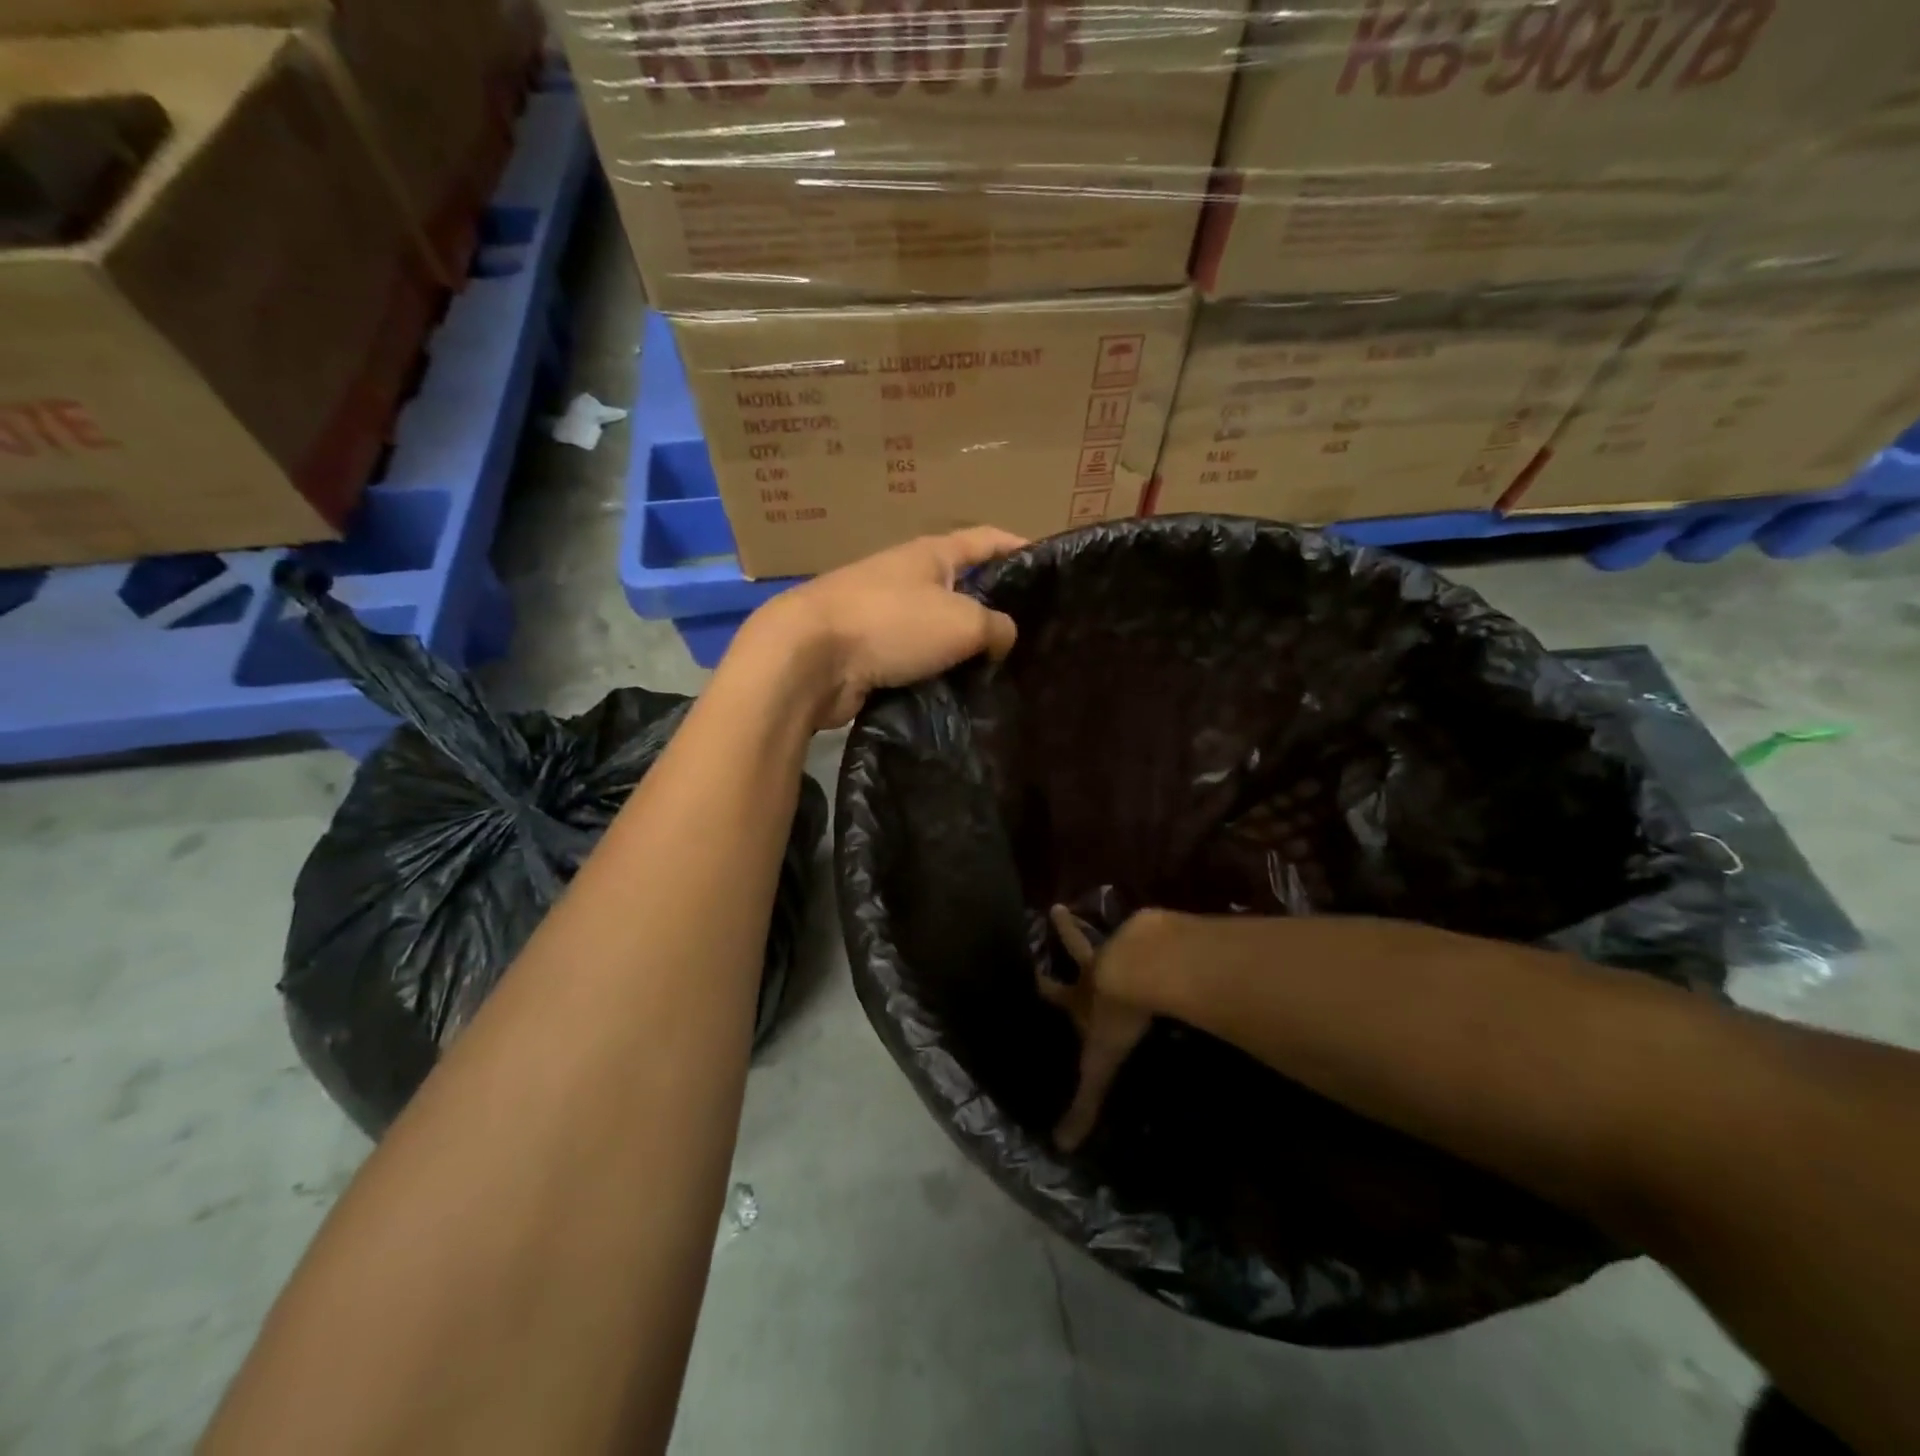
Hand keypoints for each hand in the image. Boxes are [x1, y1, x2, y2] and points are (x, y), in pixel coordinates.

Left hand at [736, 528, 1025, 729]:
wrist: (809, 660)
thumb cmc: (891, 623)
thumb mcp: (962, 620)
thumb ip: (996, 627)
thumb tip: (1003, 638)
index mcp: (932, 554)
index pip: (987, 540)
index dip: (1020, 548)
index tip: (1053, 568)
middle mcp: (908, 579)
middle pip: (964, 588)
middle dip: (996, 610)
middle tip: (1034, 638)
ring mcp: (884, 617)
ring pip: (940, 631)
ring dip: (966, 650)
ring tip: (1004, 674)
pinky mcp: (870, 655)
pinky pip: (917, 662)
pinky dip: (938, 675)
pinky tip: (963, 696)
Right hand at [1037, 907, 1155, 1152]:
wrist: (1143, 971)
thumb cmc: (1114, 1016)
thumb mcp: (1099, 1063)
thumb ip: (1085, 1102)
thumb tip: (1061, 1146)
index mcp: (1080, 996)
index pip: (1054, 991)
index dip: (1041, 984)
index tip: (1028, 969)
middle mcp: (1097, 968)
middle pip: (1077, 946)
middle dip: (1065, 930)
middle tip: (1055, 907)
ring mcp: (1125, 948)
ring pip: (1113, 936)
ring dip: (1111, 930)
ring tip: (1119, 922)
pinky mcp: (1156, 937)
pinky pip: (1153, 934)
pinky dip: (1157, 933)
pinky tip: (1167, 928)